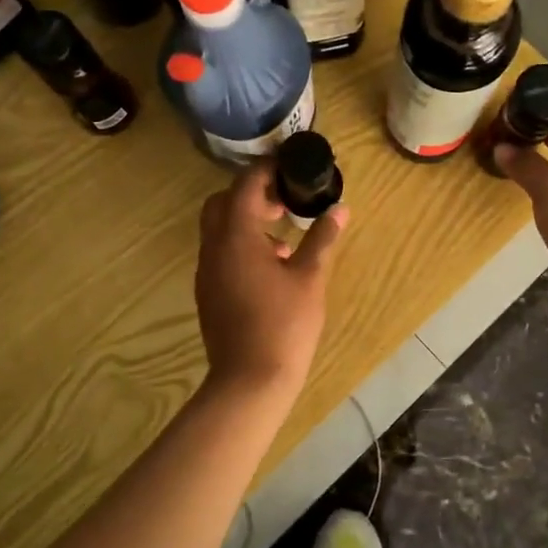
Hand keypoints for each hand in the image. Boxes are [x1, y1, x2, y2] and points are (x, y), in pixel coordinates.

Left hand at [194, 160, 346, 396]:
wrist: (250, 381)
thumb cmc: (284, 324)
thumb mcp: (310, 278)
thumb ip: (322, 239)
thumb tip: (340, 210)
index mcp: (236, 236)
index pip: (245, 185)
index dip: (266, 170)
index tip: (290, 167)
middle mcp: (214, 248)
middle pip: (223, 203)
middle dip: (251, 194)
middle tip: (284, 201)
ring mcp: (207, 272)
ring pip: (218, 229)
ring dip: (246, 221)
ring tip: (284, 237)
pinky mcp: (208, 292)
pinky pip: (220, 253)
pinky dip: (241, 245)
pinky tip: (272, 267)